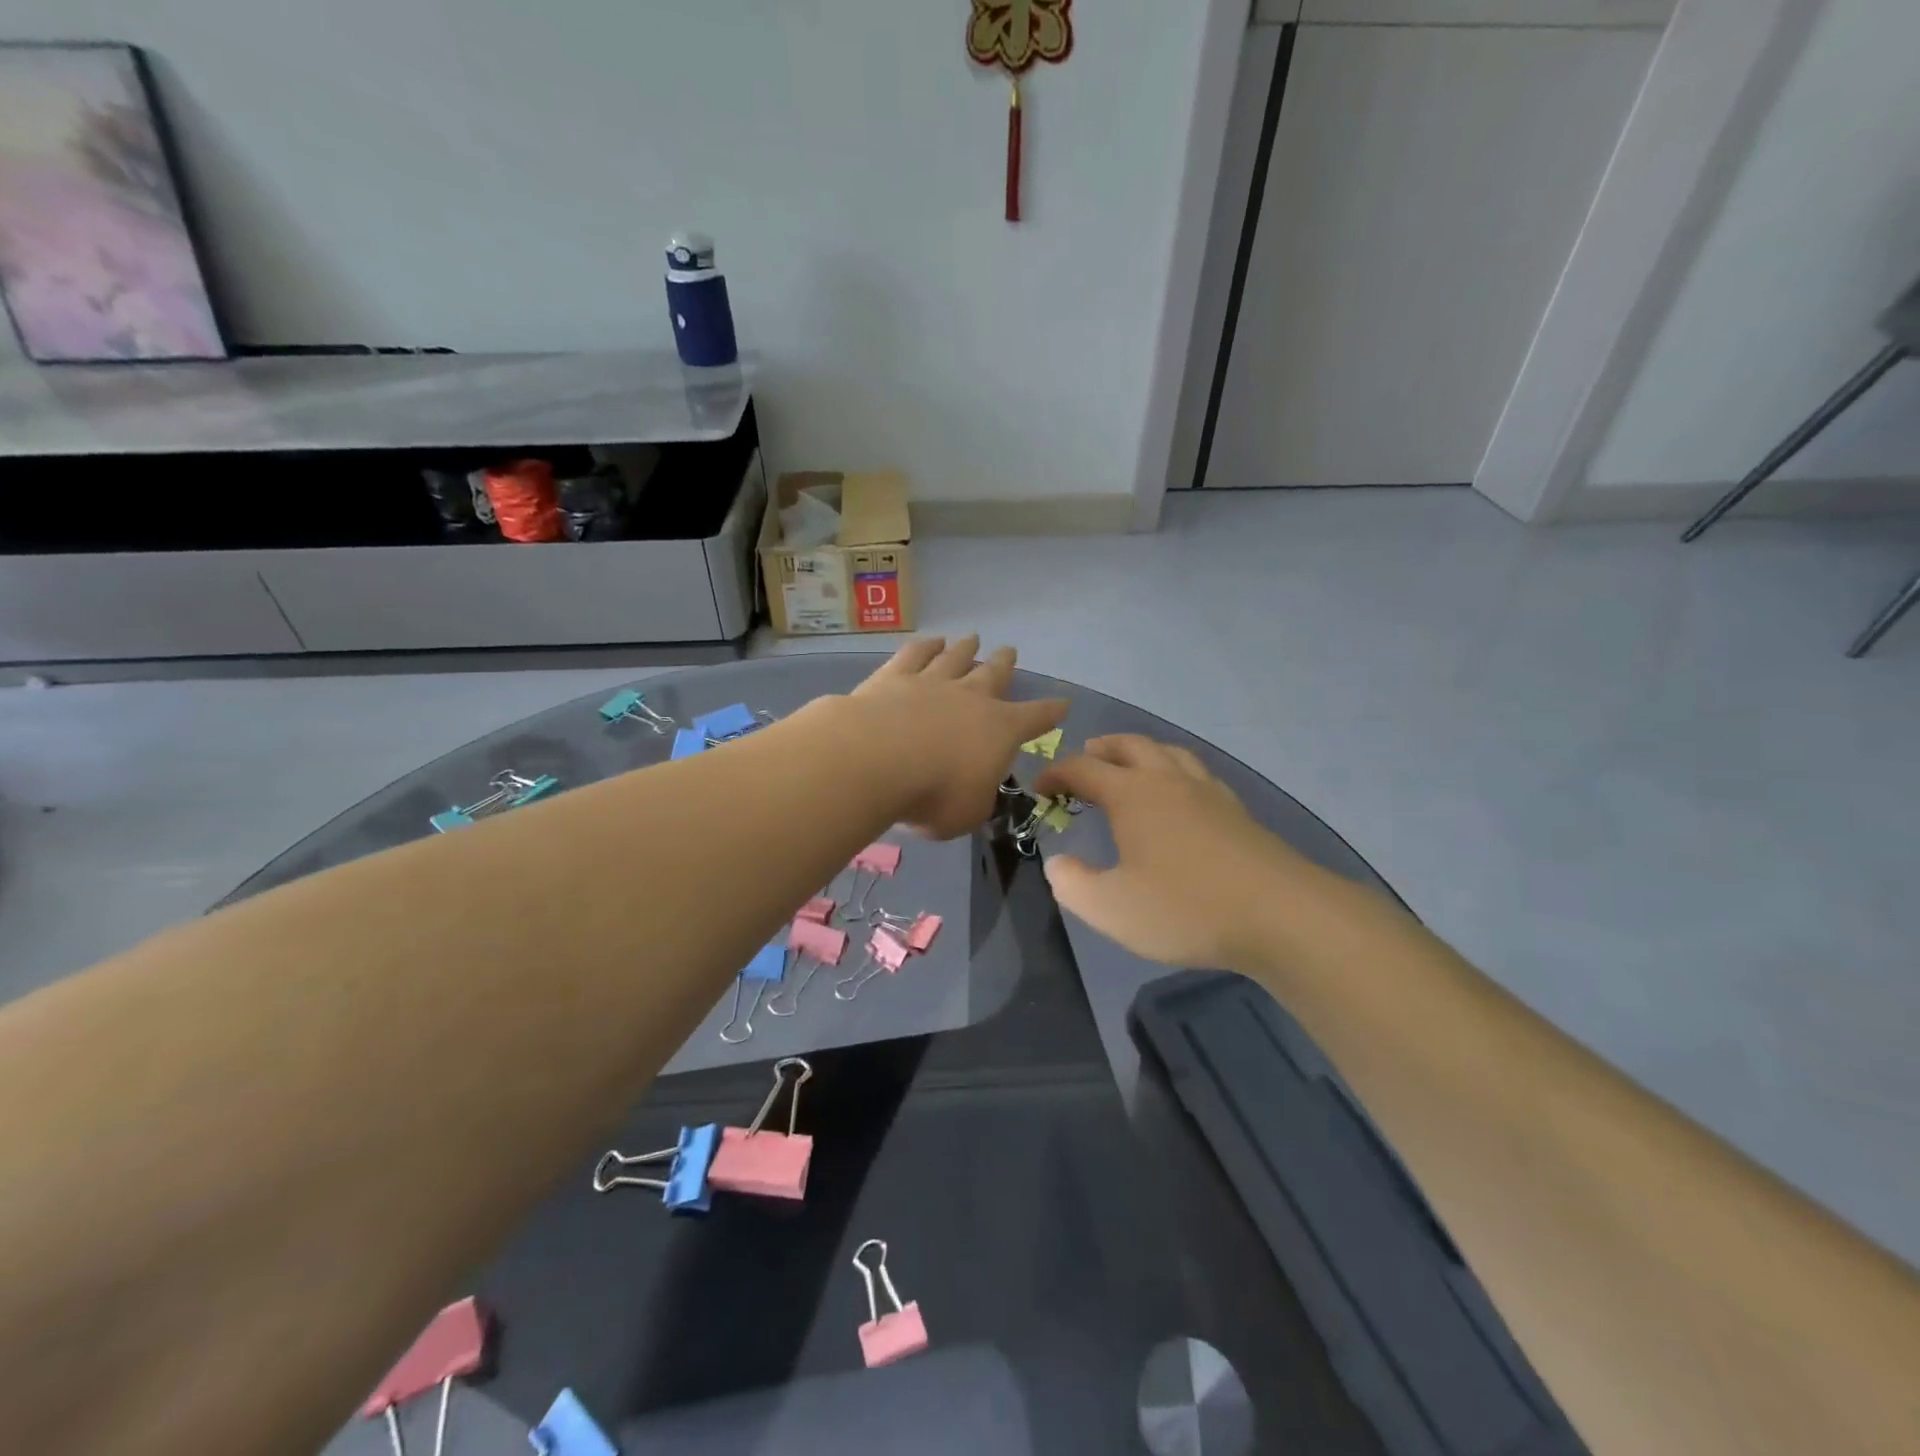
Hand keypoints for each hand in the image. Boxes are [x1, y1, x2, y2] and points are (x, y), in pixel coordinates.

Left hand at [847, 635, 1067, 838]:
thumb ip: (977, 800)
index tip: (1063, 702)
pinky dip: (925, 646)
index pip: (1035, 718)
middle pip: (993, 674)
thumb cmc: (934, 794)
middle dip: (1004, 664)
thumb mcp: (968, 813)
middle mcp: (970, 698)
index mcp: (1000, 730)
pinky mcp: (893, 677)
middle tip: (1010, 651)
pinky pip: (915, 654)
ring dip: (965, 648)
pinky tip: (929, 641)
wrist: (877, 759)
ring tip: (971, 638)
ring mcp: (931, 682)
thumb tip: (975, 792)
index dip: (1051, 712)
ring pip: (954, 658)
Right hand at [1036, 735, 1320, 968]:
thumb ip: (1074, 884)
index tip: (1040, 788)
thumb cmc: (1186, 908)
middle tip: (1085, 758)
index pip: (1083, 769)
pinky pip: (1198, 774)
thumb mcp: (1111, 909)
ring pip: (1169, 753)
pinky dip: (1176, 772)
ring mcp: (1208, 793)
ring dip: (1142, 752)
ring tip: (1131, 767)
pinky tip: (1181, 797)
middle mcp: (1169, 781)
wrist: (1281, 916)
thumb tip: (1058, 864)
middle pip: (1130, 746)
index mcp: (1132, 795)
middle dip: (1101, 748)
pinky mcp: (1237, 811)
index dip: (1056, 774)